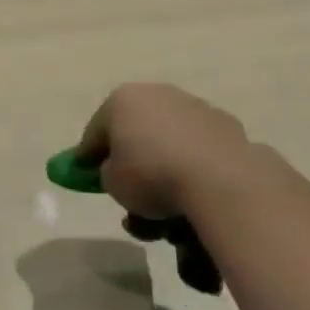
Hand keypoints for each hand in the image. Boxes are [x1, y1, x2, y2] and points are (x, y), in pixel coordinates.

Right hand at [77, 84, 248, 221]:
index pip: (95, 131)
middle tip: (129, 196)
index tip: (84, 177)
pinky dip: (192, 170)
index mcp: (122, 100)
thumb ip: (107, 172)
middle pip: (136, 134)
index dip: (88, 157)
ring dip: (164, 172)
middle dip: (132, 164)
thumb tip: (116, 169)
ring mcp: (194, 107)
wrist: (217, 179)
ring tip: (166, 215)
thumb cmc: (151, 175)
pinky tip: (194, 196)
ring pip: (169, 144)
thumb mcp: (113, 183)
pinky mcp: (225, 125)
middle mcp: (158, 94)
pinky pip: (198, 152)